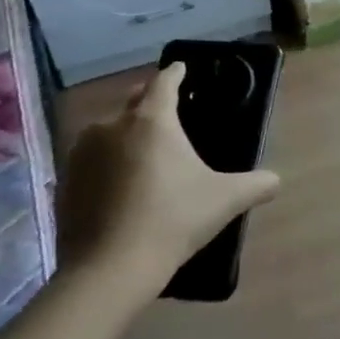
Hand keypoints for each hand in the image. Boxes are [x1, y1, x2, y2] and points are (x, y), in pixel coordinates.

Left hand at [57, 63, 279, 306]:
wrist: (109, 270)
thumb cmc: (173, 220)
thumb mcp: (227, 200)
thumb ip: (257, 184)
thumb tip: (276, 181)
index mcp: (151, 120)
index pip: (164, 82)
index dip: (176, 73)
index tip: (182, 69)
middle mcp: (111, 126)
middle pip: (132, 101)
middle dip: (149, 100)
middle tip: (169, 111)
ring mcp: (81, 154)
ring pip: (108, 130)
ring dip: (125, 133)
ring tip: (144, 150)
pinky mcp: (63, 182)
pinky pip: (91, 160)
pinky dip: (107, 162)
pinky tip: (120, 184)